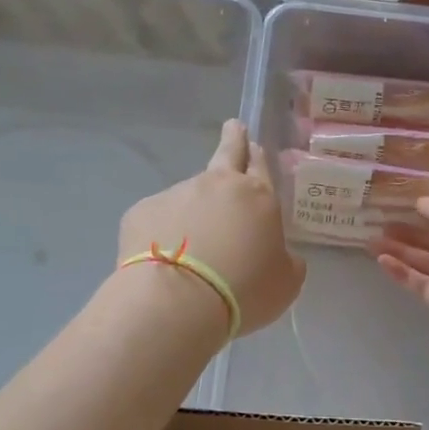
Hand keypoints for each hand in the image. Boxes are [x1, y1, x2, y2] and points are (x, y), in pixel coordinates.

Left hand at [119, 120, 305, 336]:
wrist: (177, 302)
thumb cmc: (243, 291)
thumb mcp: (285, 282)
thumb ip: (286, 261)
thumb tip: (280, 255)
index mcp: (257, 196)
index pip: (260, 164)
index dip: (257, 154)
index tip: (252, 144)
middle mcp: (216, 185)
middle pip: (226, 153)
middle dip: (232, 139)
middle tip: (232, 128)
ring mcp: (176, 194)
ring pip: (189, 195)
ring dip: (193, 210)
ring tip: (190, 248)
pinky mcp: (142, 212)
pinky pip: (158, 219)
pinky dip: (162, 233)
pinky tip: (162, 261)